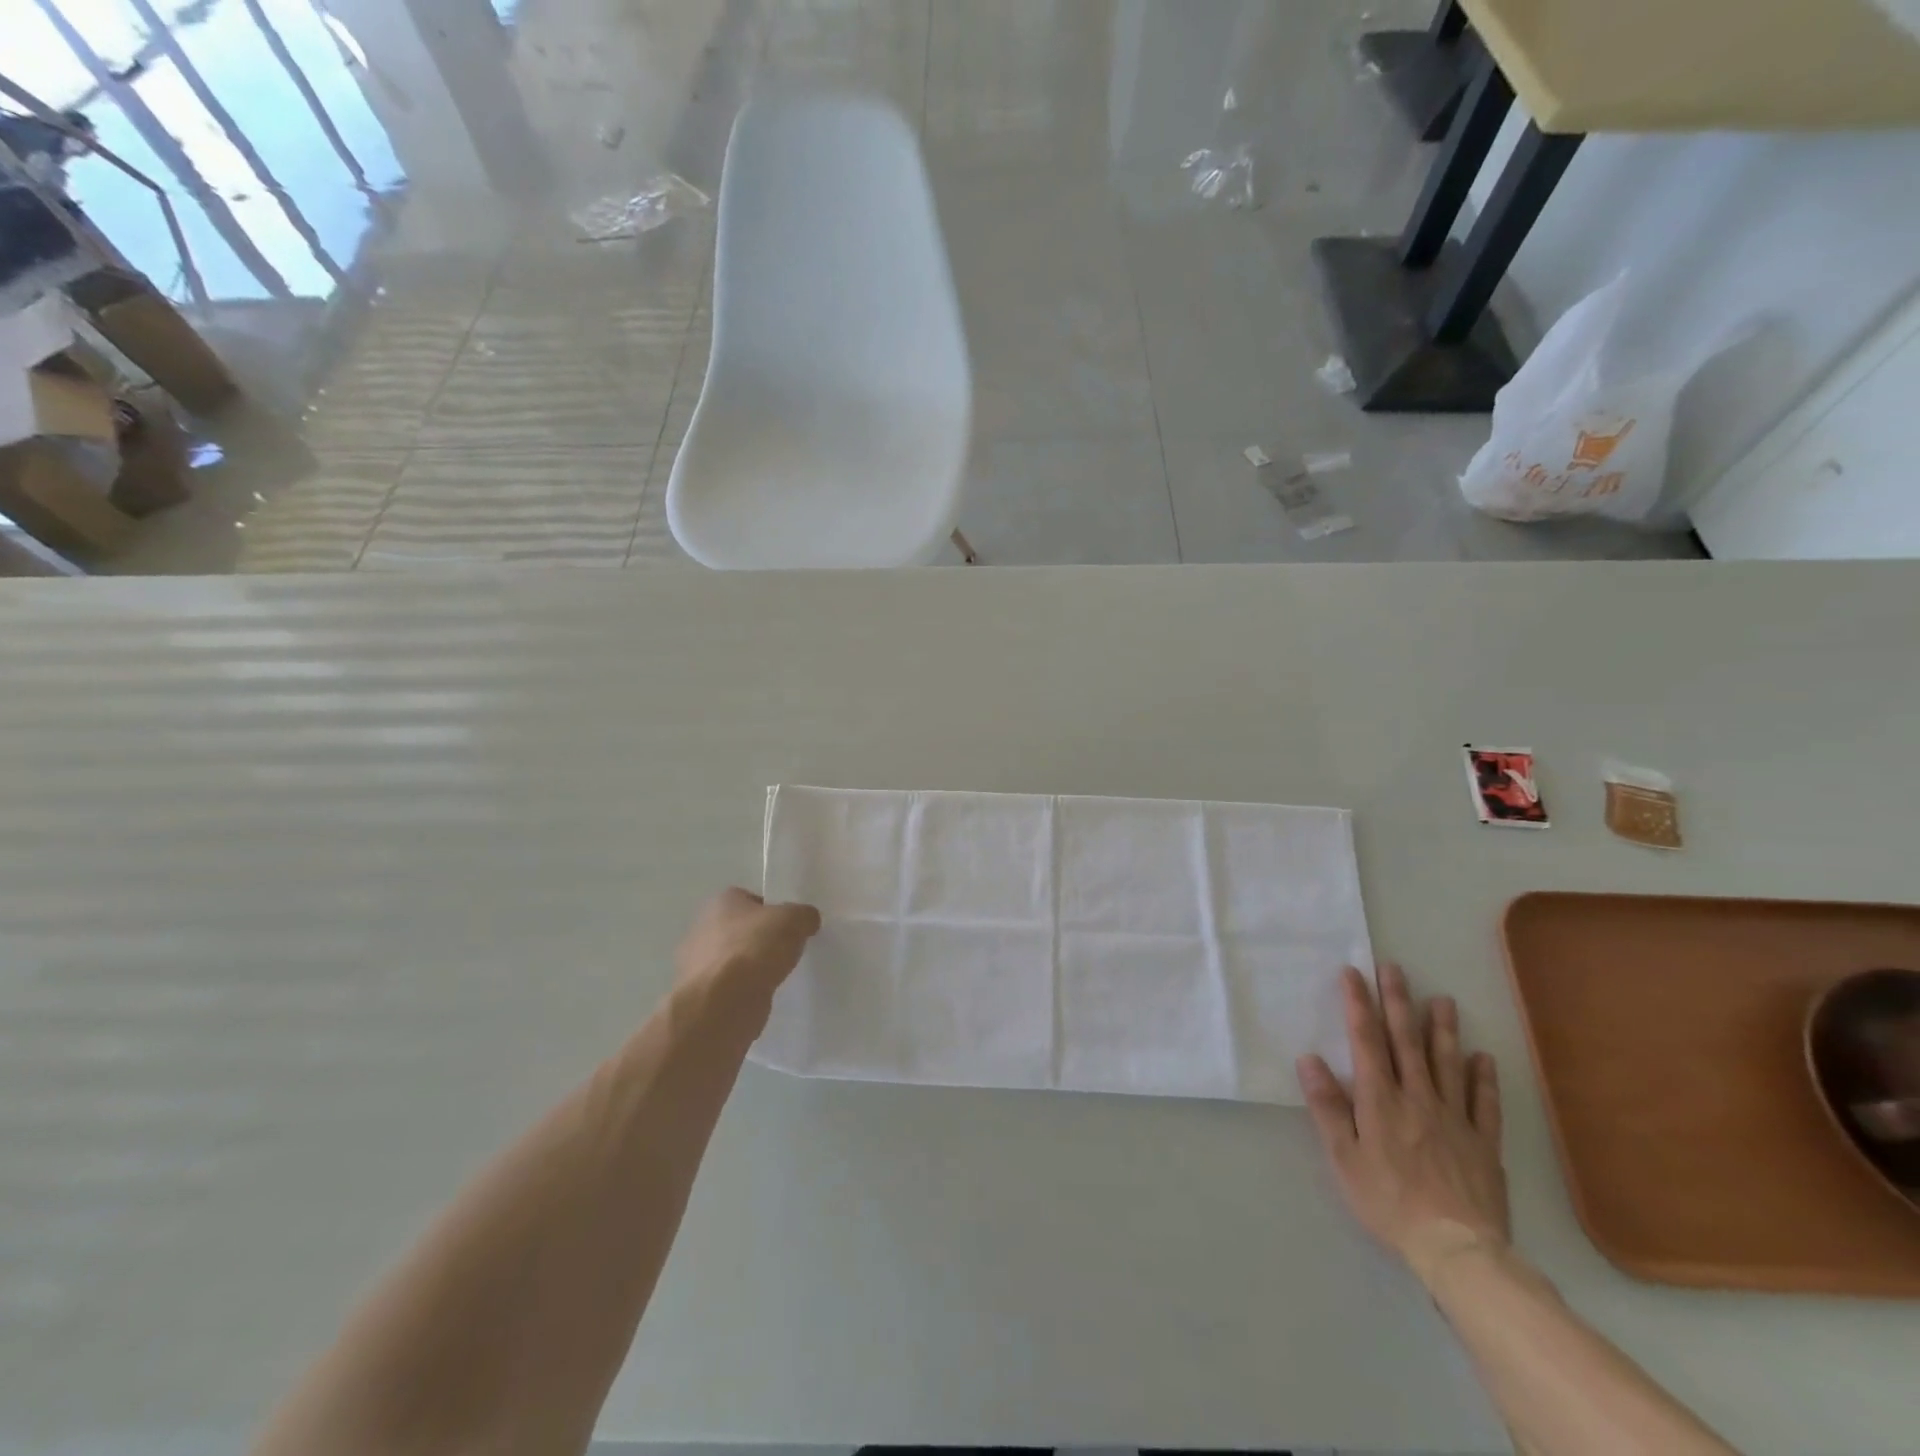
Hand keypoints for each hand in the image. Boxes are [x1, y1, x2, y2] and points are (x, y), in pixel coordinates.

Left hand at [674, 888, 820, 1016]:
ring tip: (778, 975)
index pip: (752, 899)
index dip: (773, 910)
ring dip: (753, 967)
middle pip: (743, 930)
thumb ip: (804, 915)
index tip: (791, 926)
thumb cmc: (754, 948)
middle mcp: (704, 928)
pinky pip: (731, 986)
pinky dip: (746, 990)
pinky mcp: (703, 995)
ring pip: (737, 960)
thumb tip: (807, 920)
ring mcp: (699, 964)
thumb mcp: (794, 920)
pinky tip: (763, 995)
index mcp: (721, 902)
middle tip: (788, 949)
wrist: (723, 1003)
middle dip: (763, 939)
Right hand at [1296, 963, 1509, 1284]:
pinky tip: (1483, 1058)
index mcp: (1380, 1100)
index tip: (1352, 973)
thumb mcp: (1343, 1157)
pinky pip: (1484, 1103)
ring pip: (1447, 1063)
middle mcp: (1417, 1098)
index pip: (1366, 1040)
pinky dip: (1483, 1077)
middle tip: (1394, 969)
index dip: (1358, 1004)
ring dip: (1442, 1029)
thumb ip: (1327, 1106)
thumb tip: (1309, 1059)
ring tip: (1443, 999)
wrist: (1457, 1249)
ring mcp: (1454, 1118)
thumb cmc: (1388, 1201)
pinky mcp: (1483, 1143)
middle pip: (1406, 1041)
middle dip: (1398, 1002)